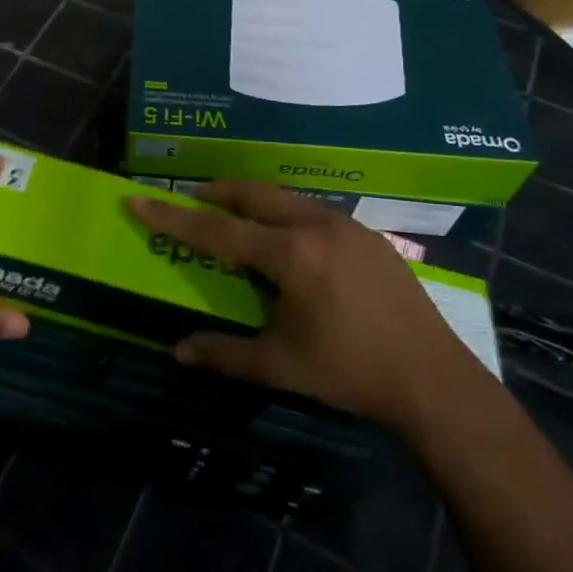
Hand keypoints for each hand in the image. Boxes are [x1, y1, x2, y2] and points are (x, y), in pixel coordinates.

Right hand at [127, 182, 457, 419]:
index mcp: (290, 255)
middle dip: (217, 193)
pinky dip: (286, 214)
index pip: (217, 231)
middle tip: (192, 199)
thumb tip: (177, 351)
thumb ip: (225, 354)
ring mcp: (347, 226)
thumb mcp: (281, 366)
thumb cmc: (350, 371)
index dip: (173, 217)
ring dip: (254, 200)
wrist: (433, 378)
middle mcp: (316, 226)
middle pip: (254, 195)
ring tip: (235, 215)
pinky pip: (313, 212)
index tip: (138, 199)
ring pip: (287, 198)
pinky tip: (288, 238)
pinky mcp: (369, 236)